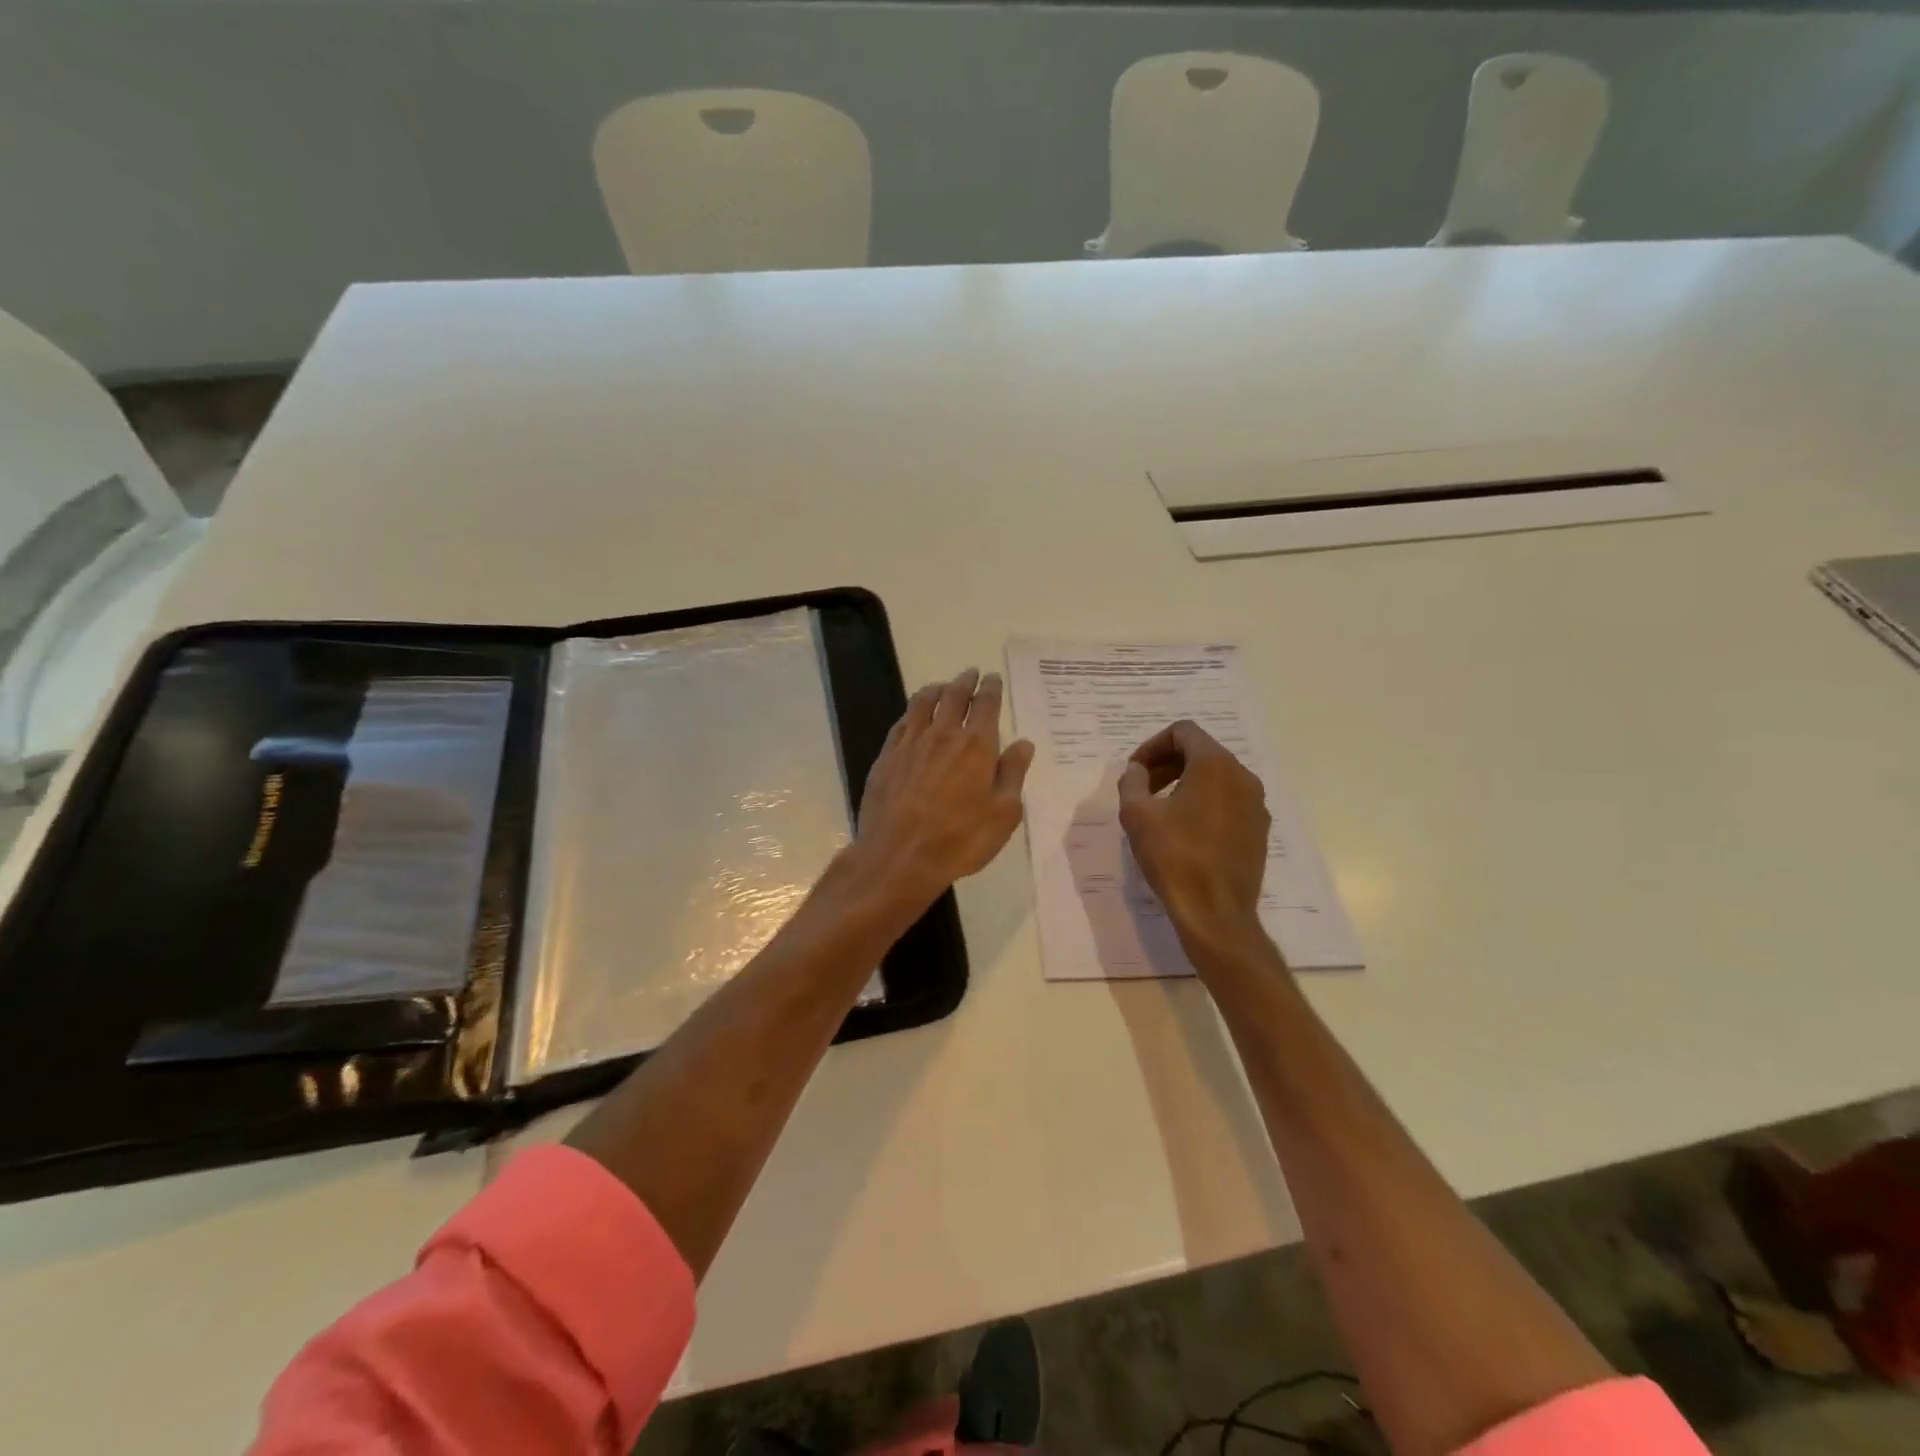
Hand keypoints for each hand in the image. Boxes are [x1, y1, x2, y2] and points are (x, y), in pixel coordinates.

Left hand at [854, 668, 1034, 914]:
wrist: (899, 856)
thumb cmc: (960, 839)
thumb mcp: (1003, 813)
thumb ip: (1013, 773)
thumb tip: (1023, 743)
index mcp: (976, 746)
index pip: (986, 704)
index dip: (991, 688)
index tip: (993, 678)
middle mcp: (943, 735)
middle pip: (954, 696)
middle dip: (965, 681)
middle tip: (971, 673)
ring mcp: (911, 743)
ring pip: (923, 703)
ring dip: (937, 689)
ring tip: (943, 686)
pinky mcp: (887, 756)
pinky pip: (902, 722)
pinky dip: (913, 711)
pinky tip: (914, 715)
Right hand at [1117, 720, 1271, 953]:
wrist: (1216, 912)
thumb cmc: (1174, 857)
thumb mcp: (1137, 814)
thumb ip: (1132, 781)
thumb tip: (1137, 771)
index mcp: (1215, 765)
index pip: (1183, 732)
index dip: (1152, 745)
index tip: (1135, 771)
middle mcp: (1243, 777)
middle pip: (1201, 752)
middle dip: (1168, 763)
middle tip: (1142, 787)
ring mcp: (1256, 804)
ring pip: (1216, 777)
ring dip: (1185, 782)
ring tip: (1160, 810)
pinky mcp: (1259, 829)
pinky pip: (1228, 801)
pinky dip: (1204, 803)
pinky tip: (1184, 831)